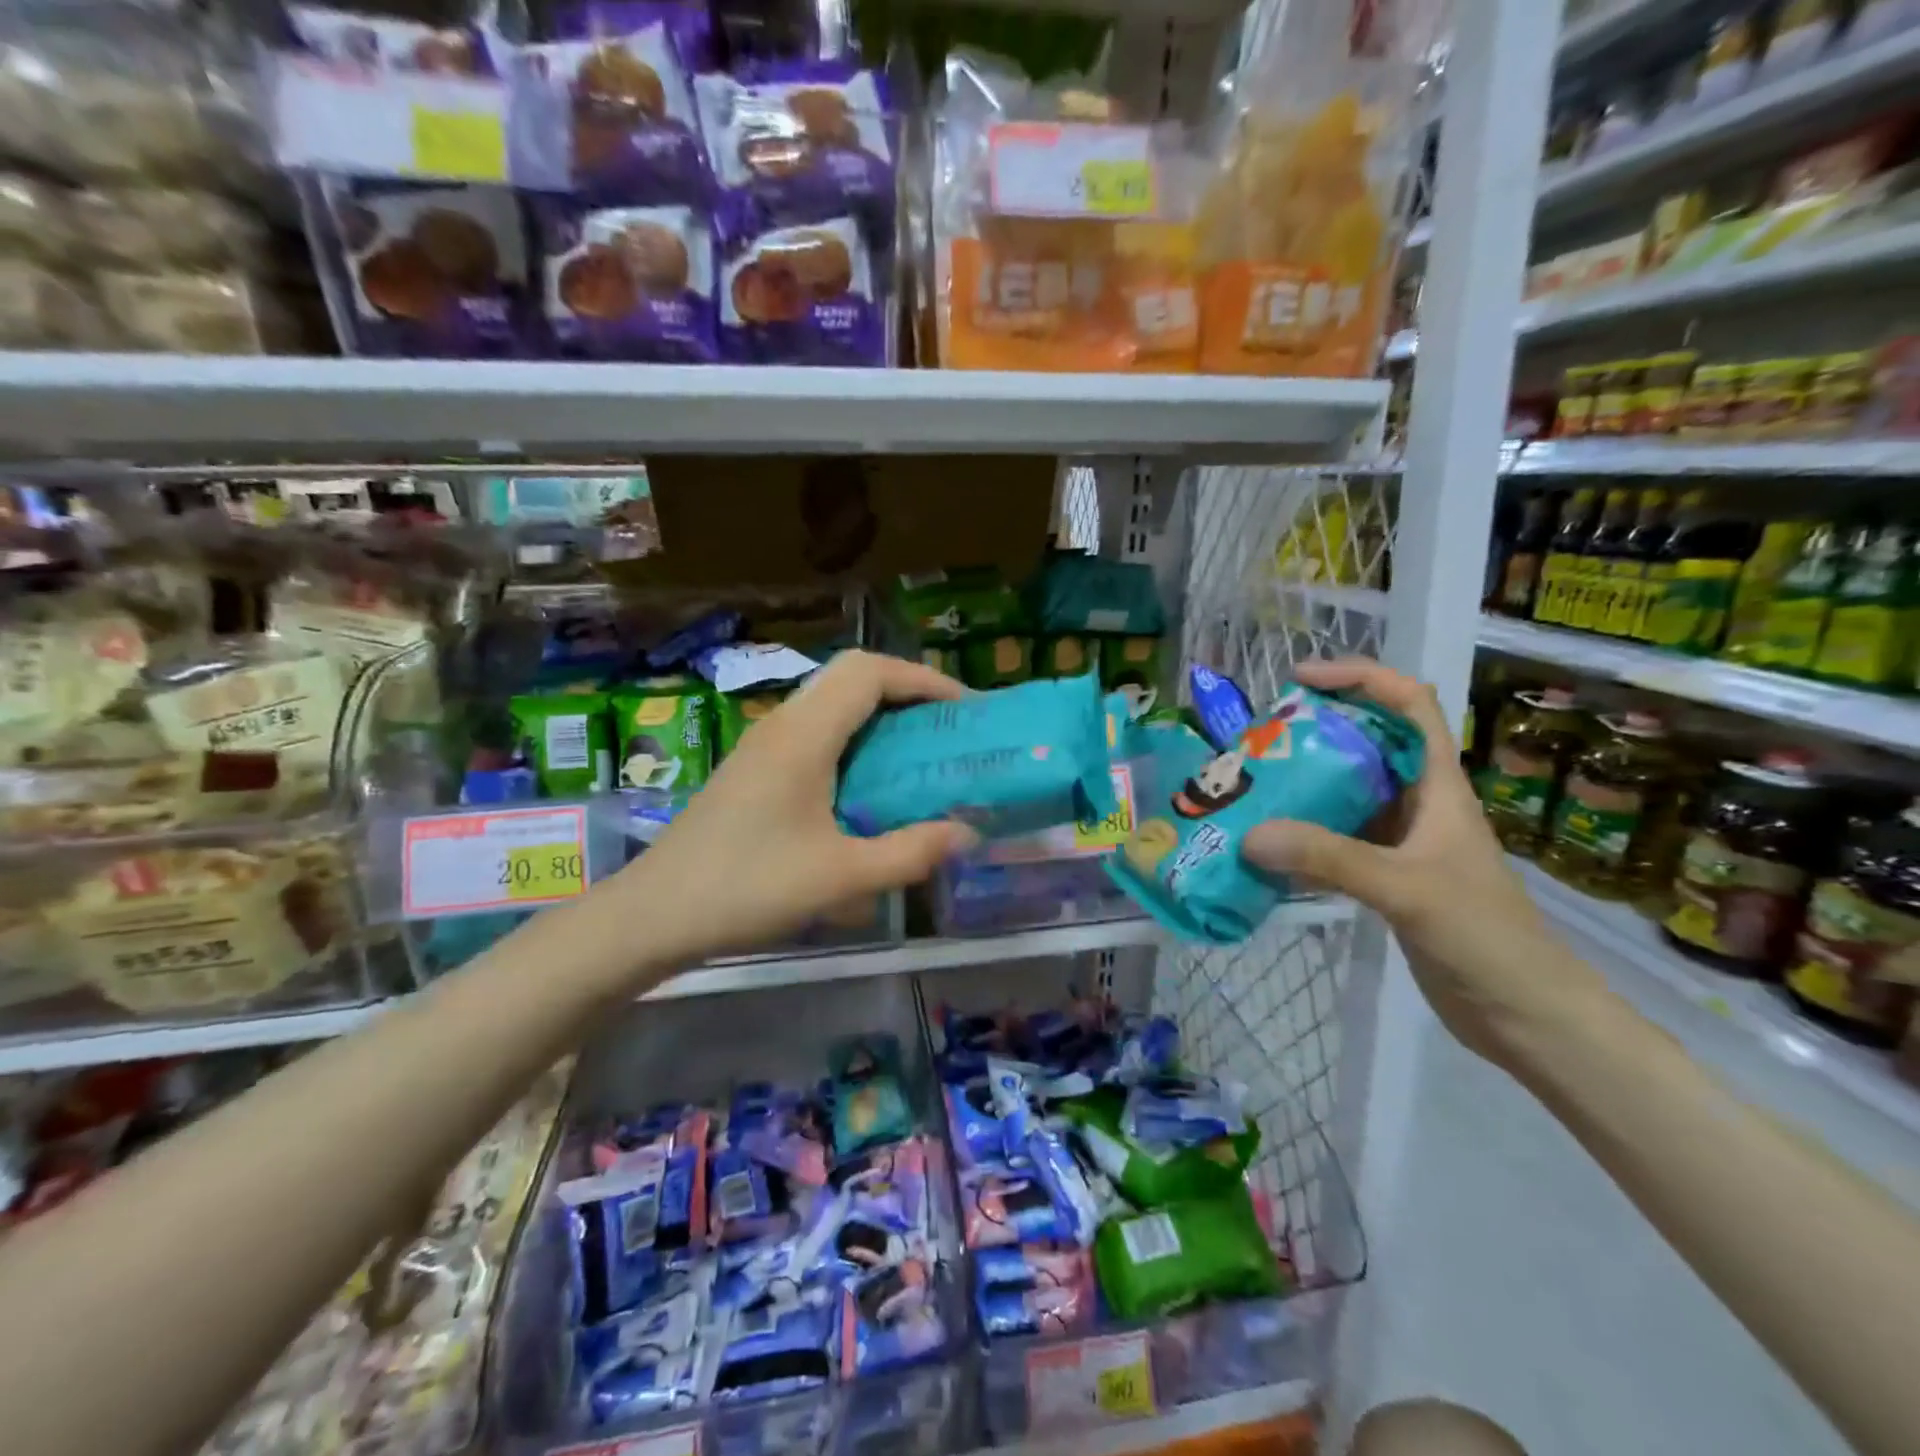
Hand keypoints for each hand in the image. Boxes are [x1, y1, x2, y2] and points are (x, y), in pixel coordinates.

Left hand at [617, 651, 978, 963]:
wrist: (654, 914)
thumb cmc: (747, 888)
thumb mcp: (841, 878)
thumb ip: (910, 852)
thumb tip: (967, 833)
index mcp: (804, 735)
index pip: (870, 672)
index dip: (924, 680)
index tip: (965, 708)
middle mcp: (784, 724)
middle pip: (851, 677)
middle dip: (907, 692)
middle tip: (946, 731)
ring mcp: (764, 744)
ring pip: (832, 703)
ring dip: (879, 715)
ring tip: (919, 753)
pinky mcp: (755, 768)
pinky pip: (816, 731)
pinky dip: (854, 739)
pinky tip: (868, 784)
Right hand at [1241, 659, 1597, 1063]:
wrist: (1525, 1015)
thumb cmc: (1485, 937)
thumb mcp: (1406, 888)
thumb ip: (1329, 858)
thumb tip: (1250, 835)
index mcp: (1439, 786)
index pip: (1410, 705)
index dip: (1360, 678)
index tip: (1301, 680)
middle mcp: (1418, 804)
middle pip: (1366, 745)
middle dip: (1313, 734)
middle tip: (1257, 742)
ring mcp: (1401, 843)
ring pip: (1345, 795)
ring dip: (1301, 788)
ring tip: (1248, 788)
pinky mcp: (1385, 878)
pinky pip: (1334, 841)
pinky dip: (1300, 838)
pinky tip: (1266, 848)